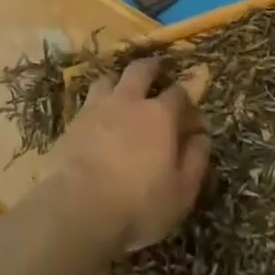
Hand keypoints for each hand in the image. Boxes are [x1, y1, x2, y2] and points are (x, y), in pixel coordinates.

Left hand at [52, 59, 210, 251]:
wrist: (77, 206)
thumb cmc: (138, 204)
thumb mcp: (181, 192)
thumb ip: (195, 161)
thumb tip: (202, 138)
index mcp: (160, 115)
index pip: (178, 94)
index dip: (186, 101)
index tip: (190, 115)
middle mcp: (129, 101)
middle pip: (141, 70)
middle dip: (152, 68)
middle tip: (157, 69)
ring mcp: (97, 107)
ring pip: (109, 79)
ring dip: (119, 81)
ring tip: (122, 89)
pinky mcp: (72, 121)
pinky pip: (87, 102)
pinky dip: (96, 104)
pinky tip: (97, 117)